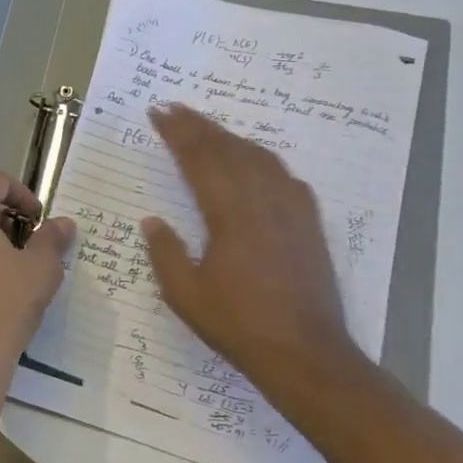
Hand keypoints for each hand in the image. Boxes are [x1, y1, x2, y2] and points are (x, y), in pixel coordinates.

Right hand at [141, 104, 362, 385]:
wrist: (307, 354)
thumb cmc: (240, 324)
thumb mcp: (186, 295)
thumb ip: (166, 252)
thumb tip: (152, 221)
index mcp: (229, 214)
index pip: (199, 159)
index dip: (177, 132)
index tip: (159, 112)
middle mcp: (262, 201)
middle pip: (228, 149)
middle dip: (199, 126)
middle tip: (175, 108)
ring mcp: (291, 210)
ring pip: (259, 157)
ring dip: (230, 137)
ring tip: (209, 128)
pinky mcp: (309, 224)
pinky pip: (284, 176)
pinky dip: (263, 159)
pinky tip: (257, 162)